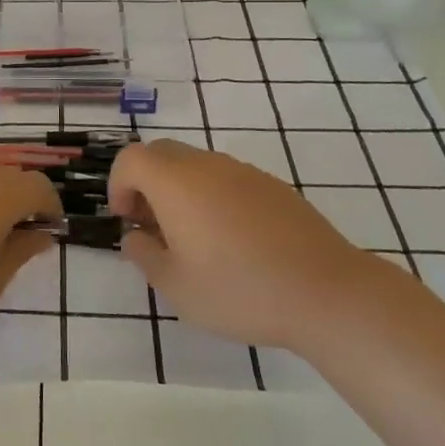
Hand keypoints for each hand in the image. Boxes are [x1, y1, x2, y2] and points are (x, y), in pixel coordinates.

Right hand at [109, 139, 367, 349]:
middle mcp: (206, 165)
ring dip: (180, 190)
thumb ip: (144, 256)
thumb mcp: (176, 287)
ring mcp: (243, 171)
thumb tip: (135, 236)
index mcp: (175, 182)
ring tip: (193, 238)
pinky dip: (213, 197)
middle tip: (152, 226)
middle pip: (161, 154)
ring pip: (196, 165)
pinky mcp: (272, 185)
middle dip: (146, 183)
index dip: (118, 185)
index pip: (131, 159)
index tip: (127, 220)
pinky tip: (232, 240)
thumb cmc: (240, 290)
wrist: (326, 292)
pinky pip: (227, 178)